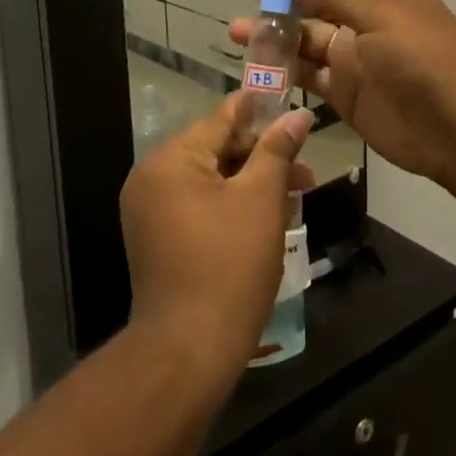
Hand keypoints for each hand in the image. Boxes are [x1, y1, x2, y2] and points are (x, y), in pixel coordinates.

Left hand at [119, 95, 315, 378]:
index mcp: (171, 159)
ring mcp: (149, 210)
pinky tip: (266, 219)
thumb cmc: (230, 265)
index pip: (222, 118)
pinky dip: (230, 205)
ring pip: (210, 180)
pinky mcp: (156, 238)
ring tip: (293, 198)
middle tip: (305, 171)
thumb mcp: (261, 200)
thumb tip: (298, 115)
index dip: (260, 111)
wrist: (189, 349)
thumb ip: (277, 150)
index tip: (292, 106)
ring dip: (251, 184)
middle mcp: (151, 177)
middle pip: (216, 149)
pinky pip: (197, 205)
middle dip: (262, 157)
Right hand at [229, 0, 455, 189]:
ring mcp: (354, 58)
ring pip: (307, 40)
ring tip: (239, 35)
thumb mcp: (379, 14)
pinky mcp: (346, 94)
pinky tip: (257, 70)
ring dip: (276, 36)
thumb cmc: (424, 56)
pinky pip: (308, 77)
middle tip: (253, 4)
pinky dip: (284, 73)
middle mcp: (365, 19)